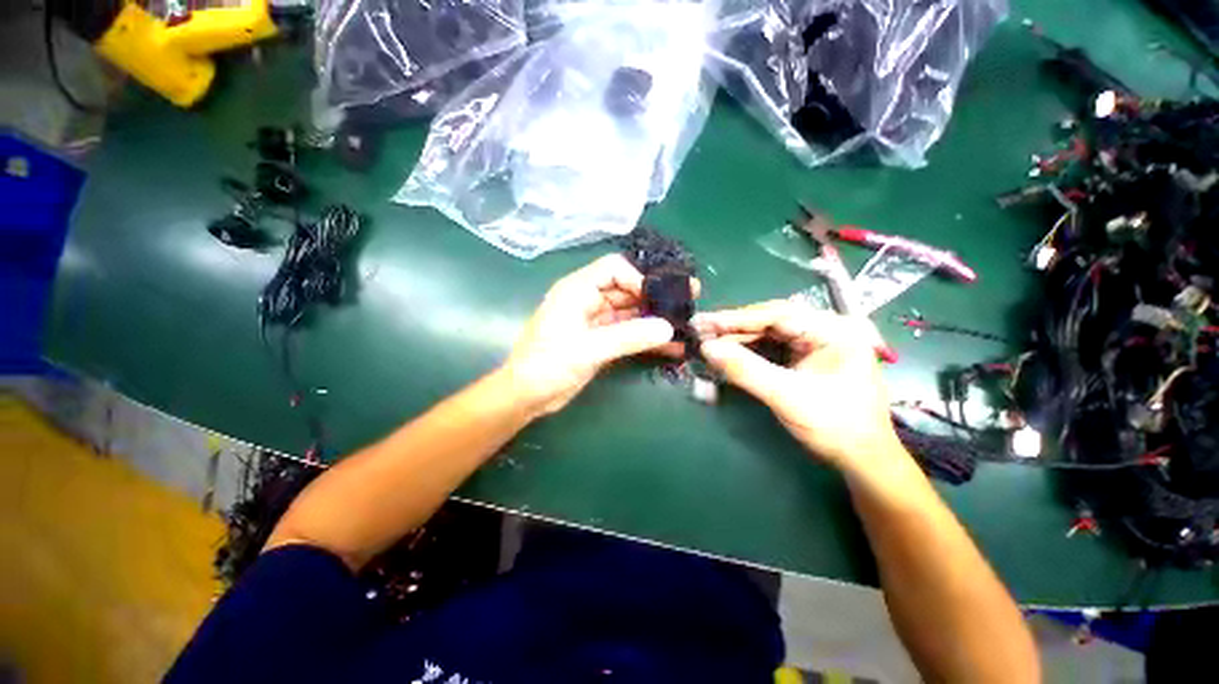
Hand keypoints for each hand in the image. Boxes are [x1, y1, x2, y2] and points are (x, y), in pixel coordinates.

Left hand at [505, 255, 690, 415]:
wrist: (528, 396)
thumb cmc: (548, 365)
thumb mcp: (588, 348)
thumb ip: (628, 337)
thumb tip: (667, 328)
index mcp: (577, 290)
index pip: (614, 269)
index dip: (638, 278)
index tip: (660, 297)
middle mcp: (588, 301)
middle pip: (626, 290)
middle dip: (655, 297)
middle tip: (688, 302)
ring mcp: (595, 322)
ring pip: (630, 314)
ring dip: (654, 320)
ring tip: (685, 326)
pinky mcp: (600, 341)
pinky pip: (628, 334)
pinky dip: (646, 339)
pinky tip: (670, 346)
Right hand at [695, 301, 904, 472]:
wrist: (861, 459)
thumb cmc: (834, 426)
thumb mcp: (786, 396)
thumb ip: (745, 369)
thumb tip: (706, 348)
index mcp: (833, 330)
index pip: (776, 314)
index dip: (735, 318)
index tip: (703, 322)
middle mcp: (824, 329)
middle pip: (769, 321)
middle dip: (733, 328)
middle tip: (700, 331)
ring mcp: (814, 343)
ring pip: (767, 334)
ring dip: (737, 339)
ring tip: (707, 342)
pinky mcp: (804, 357)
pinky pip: (770, 348)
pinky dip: (747, 352)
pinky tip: (727, 354)